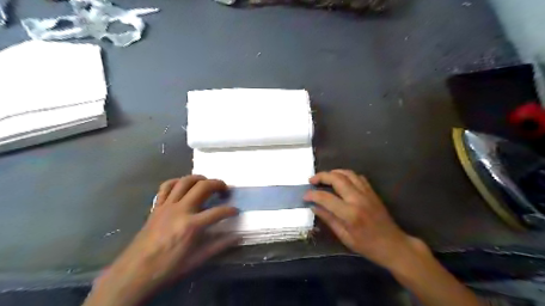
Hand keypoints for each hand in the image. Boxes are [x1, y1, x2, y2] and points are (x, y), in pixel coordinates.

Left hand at [84, 175, 237, 304]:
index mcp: (191, 225)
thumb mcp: (196, 260)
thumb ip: (219, 246)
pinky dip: (177, 182)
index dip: (230, 210)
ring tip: (207, 182)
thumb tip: (237, 236)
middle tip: (225, 189)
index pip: (218, 212)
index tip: (236, 211)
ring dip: (199, 178)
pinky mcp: (157, 206)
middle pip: (203, 187)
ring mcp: (167, 206)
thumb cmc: (168, 268)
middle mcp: (180, 210)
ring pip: (185, 181)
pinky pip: (166, 186)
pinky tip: (183, 185)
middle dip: (218, 184)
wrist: (135, 272)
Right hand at [305, 169, 422, 269]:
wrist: (393, 245)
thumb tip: (313, 207)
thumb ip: (328, 219)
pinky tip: (341, 180)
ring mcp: (367, 193)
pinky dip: (346, 175)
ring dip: (333, 172)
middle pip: (337, 178)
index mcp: (350, 214)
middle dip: (321, 176)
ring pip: (348, 173)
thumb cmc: (368, 246)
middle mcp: (358, 199)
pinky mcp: (372, 192)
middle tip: (312, 180)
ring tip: (324, 177)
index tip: (305, 195)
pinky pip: (358, 177)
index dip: (312, 194)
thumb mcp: (344, 237)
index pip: (326, 198)